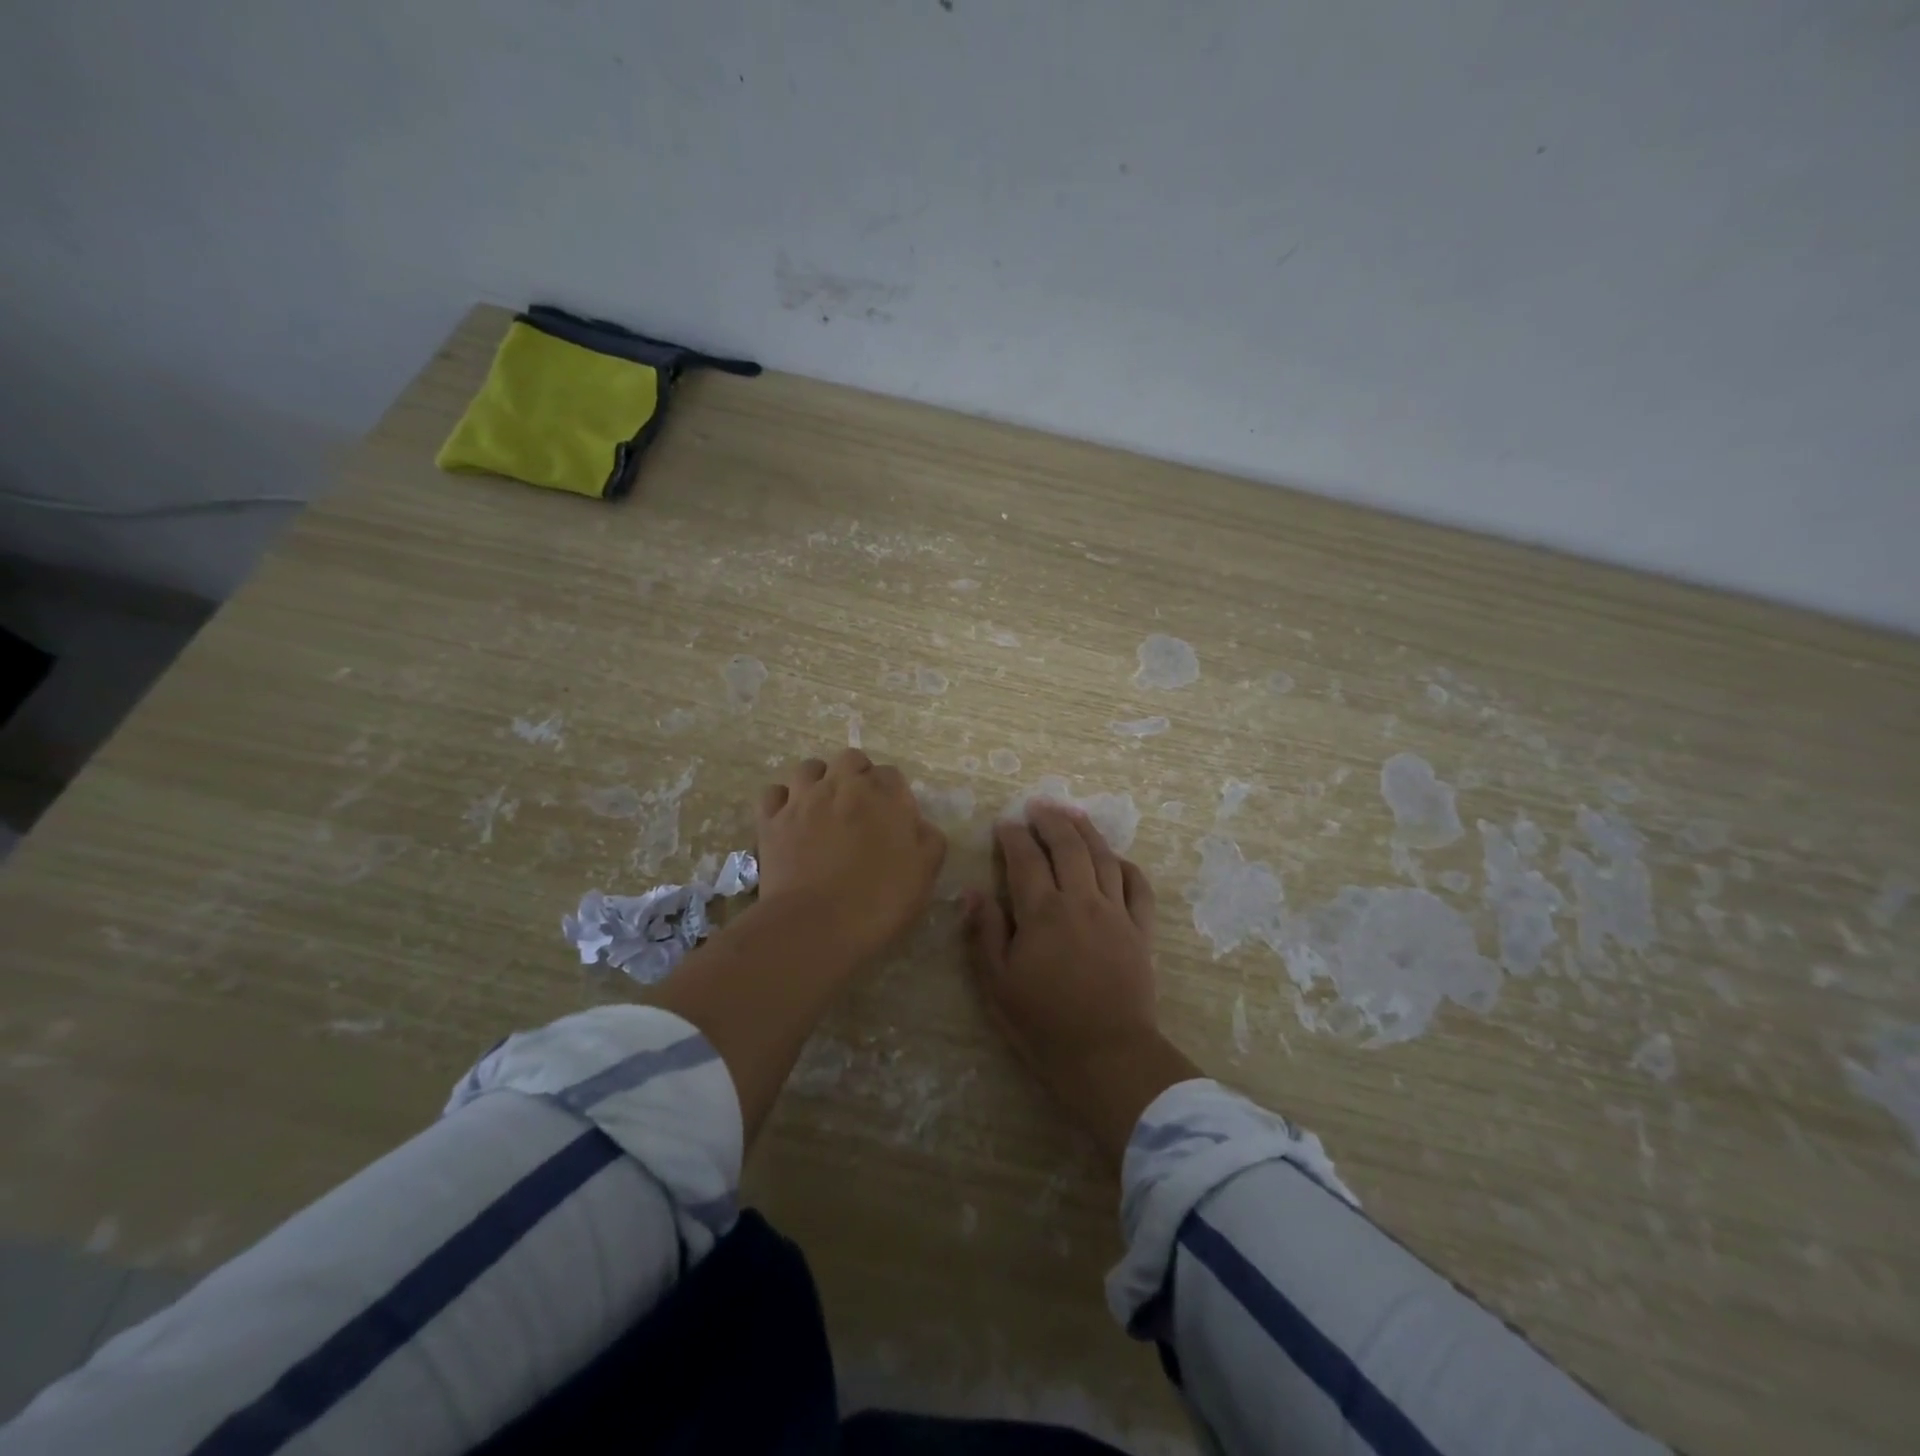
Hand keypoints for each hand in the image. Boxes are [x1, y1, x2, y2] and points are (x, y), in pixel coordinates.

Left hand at [757, 749, 947, 966]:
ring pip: (809, 768)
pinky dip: (783, 800)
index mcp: (883, 795)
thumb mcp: (924, 873)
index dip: (894, 795)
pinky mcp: (771, 821)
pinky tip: (790, 817)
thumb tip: (918, 825)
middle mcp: (841, 786)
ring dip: (820, 780)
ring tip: (824, 806)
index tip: (894, 820)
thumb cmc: (879, 901)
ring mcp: (802, 800)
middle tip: (861, 808)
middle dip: (858, 775)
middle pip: (851, 759)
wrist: (816, 926)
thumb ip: (928, 839)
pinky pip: (773, 793)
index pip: (892, 775)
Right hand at [963, 803, 1200, 1163]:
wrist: (1107, 1056)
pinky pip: (1139, 887)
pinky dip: (1127, 866)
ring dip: (1087, 831)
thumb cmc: (1043, 1024)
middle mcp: (1081, 900)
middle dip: (1051, 820)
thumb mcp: (998, 984)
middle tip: (1038, 805)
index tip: (1005, 824)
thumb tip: (974, 893)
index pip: (1026, 859)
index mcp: (1043, 912)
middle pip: (1068, 846)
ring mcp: (1116, 913)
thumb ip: (986, 934)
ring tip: (1073, 814)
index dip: (1014, 837)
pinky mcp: (1141, 930)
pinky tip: (1116, 859)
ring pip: (1103, 858)